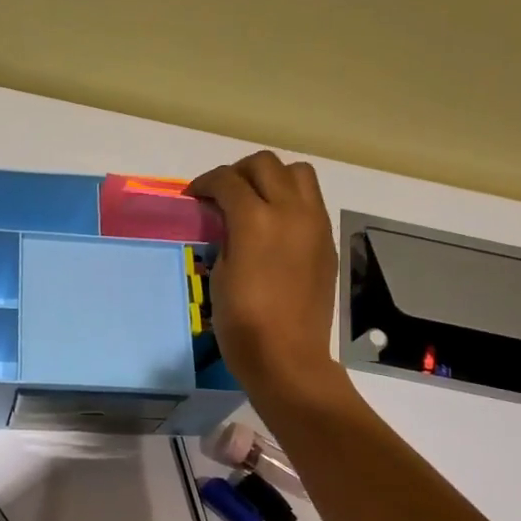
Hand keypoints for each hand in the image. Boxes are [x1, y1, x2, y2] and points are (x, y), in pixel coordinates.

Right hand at [188, 151, 341, 404]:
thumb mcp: (220, 274)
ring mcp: (315, 224)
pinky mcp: (327, 241)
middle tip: (222, 194)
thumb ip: (226, 236)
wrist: (287, 356)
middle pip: (265, 164)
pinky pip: (311, 200)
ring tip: (254, 199)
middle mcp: (290, 212)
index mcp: (256, 220)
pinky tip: (275, 225)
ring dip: (272, 177)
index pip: (228, 180)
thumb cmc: (242, 323)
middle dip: (238, 172)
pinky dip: (290, 199)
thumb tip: (229, 222)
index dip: (205, 183)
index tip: (194, 196)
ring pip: (297, 173)